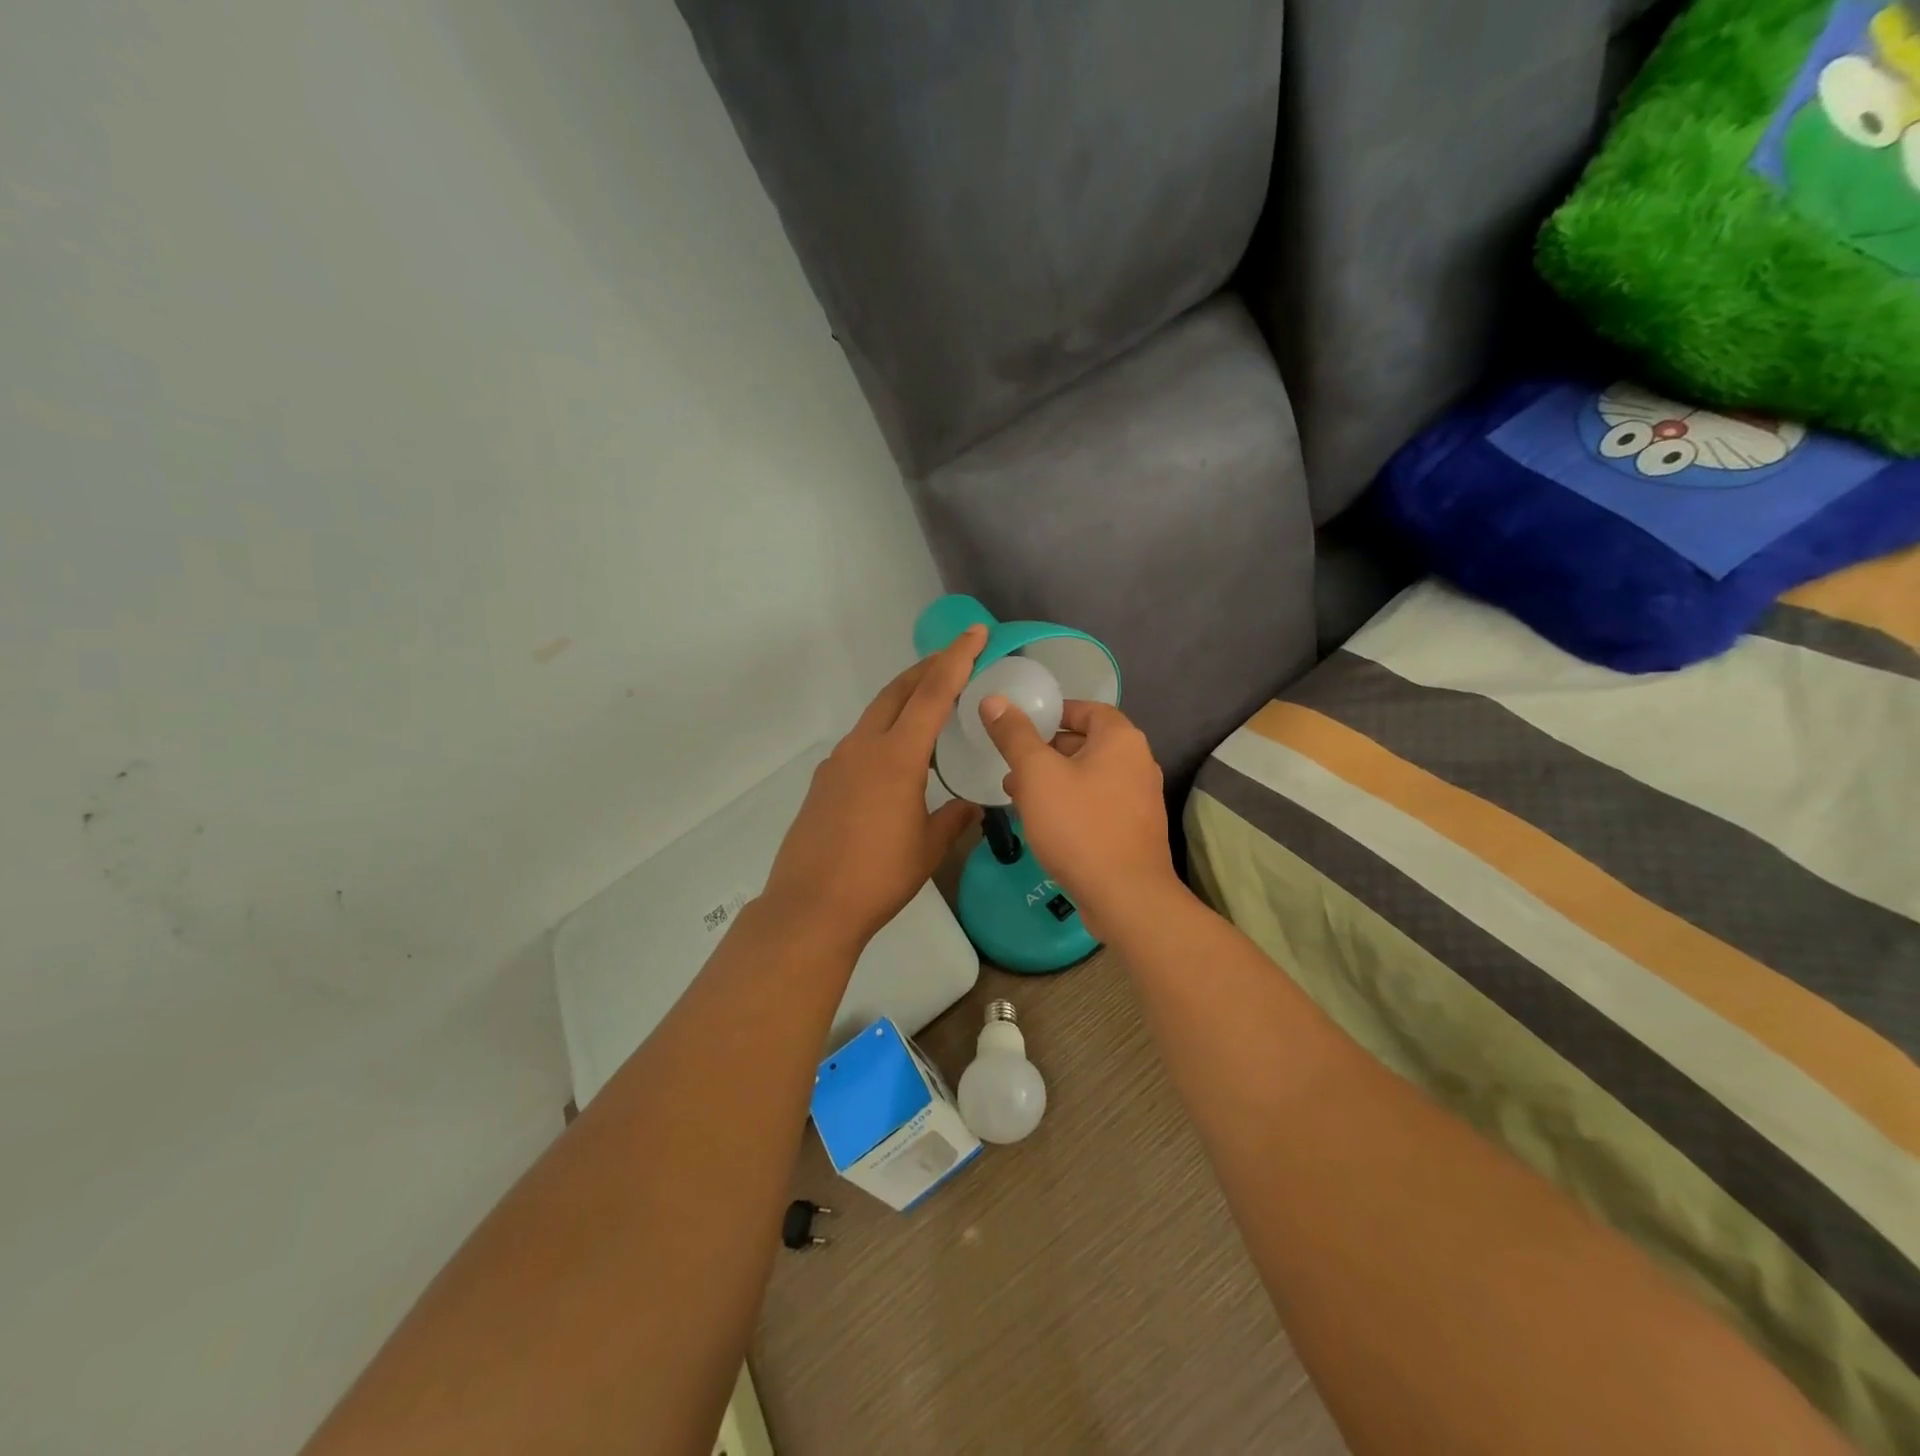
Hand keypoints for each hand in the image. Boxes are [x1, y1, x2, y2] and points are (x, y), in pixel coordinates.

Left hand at [762, 627, 986, 950]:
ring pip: (875, 715)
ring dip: (903, 700)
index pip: (933, 694)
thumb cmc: (879, 877)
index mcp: (897, 757)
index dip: (956, 659)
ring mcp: (838, 763)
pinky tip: (895, 758)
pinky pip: (860, 742)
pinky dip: (884, 732)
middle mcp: (864, 748)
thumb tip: (969, 806)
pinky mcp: (823, 782)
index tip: (974, 633)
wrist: (811, 906)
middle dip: (927, 669)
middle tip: (955, 660)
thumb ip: (952, 819)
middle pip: (897, 692)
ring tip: (929, 706)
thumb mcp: (928, 848)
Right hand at [978, 696, 1182, 941]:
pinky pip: (1097, 803)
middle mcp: (1139, 762)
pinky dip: (1071, 803)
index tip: (1022, 725)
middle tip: (1012, 763)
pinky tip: (1043, 823)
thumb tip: (994, 699)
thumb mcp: (1037, 774)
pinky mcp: (1134, 829)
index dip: (1054, 712)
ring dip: (1054, 780)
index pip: (1087, 709)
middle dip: (1046, 750)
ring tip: (1017, 794)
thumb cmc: (1079, 826)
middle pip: (1087, 743)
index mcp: (1121, 740)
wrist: (1125, 897)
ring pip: (1089, 776)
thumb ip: (1015, 735)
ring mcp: (1140, 799)